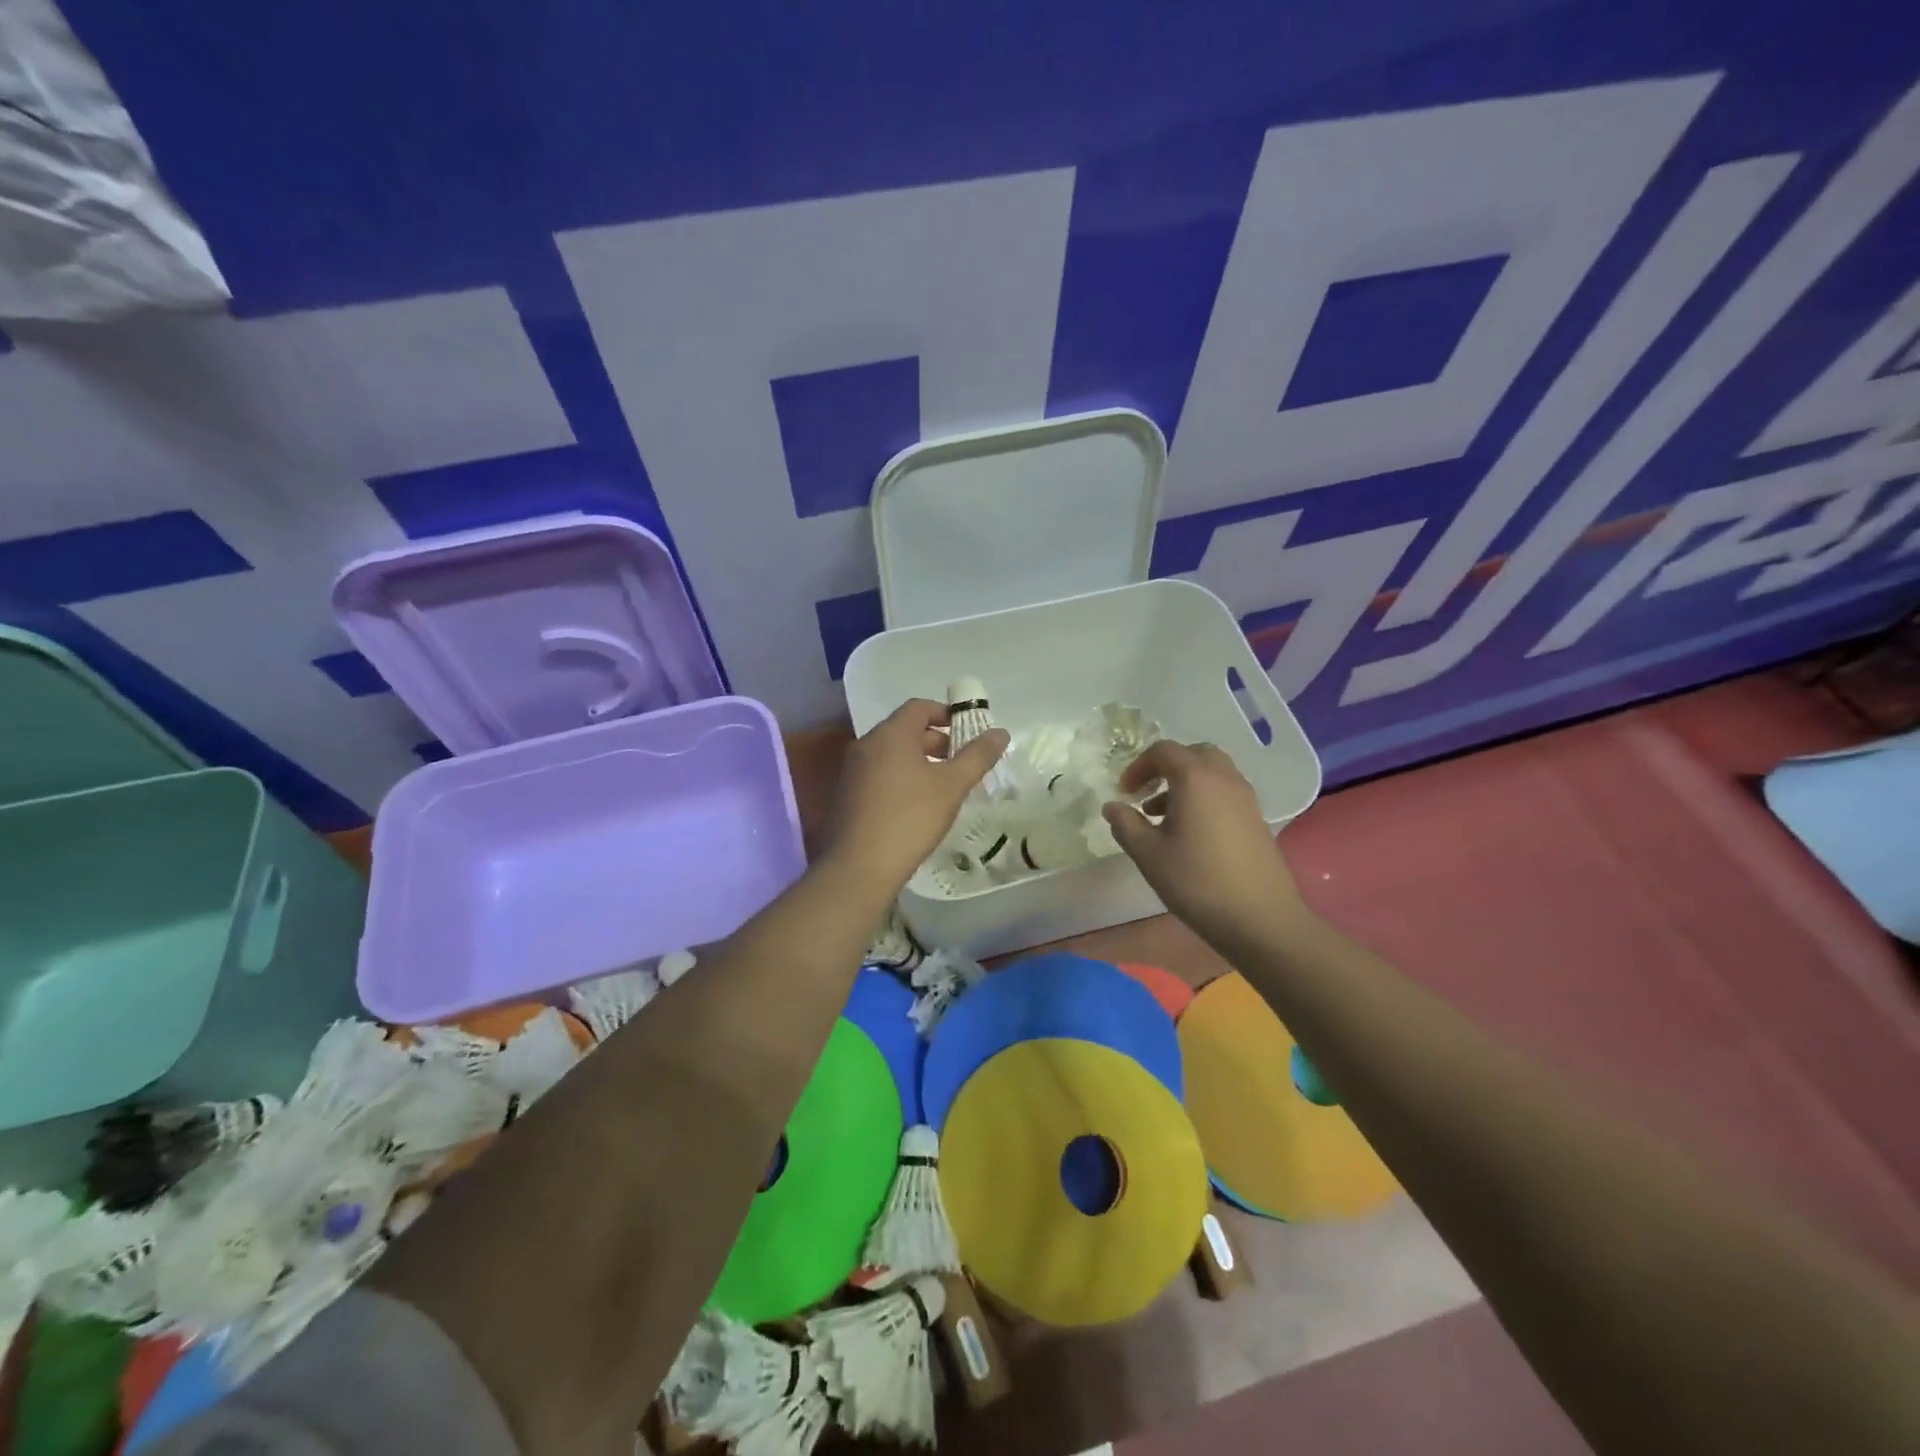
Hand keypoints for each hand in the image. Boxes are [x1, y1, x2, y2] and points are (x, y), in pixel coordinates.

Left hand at [822, 699, 1008, 891]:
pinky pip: (878, 774)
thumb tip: (1001, 732)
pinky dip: (901, 778)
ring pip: (891, 754)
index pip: (919, 707)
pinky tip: (917, 805)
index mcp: (890, 734)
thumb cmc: (910, 818)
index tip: (969, 731)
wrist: (859, 867)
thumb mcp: (951, 786)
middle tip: (961, 762)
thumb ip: (977, 756)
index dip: (946, 713)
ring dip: (919, 761)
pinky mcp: (846, 795)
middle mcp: (866, 745)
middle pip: (905, 730)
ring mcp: (852, 770)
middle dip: (936, 741)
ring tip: (943, 786)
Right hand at [1102, 740, 1310, 943]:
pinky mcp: (1257, 818)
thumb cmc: (1197, 881)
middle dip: (1165, 767)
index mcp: (1195, 778)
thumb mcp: (1149, 854)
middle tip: (1146, 793)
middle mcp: (1224, 778)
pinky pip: (1225, 792)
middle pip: (1193, 754)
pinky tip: (1191, 833)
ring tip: (1162, 817)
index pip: (1163, 751)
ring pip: (1212, 773)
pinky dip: (1204, 797)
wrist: (1260, 918)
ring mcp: (1246, 798)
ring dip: (1185, 783)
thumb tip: (1113, 806)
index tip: (1124, 793)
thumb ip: (1126, 824)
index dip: (1138, 766)